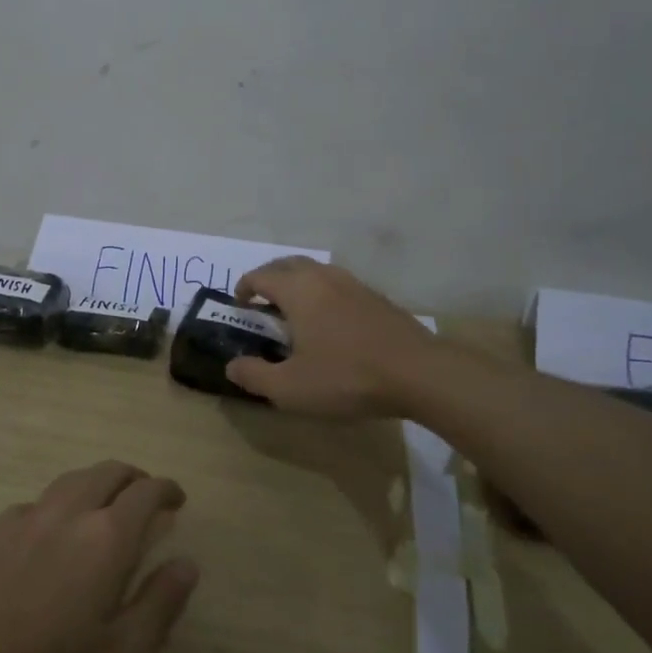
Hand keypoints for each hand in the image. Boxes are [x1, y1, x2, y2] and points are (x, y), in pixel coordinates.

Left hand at [0, 462, 198, 652]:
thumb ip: (160, 604)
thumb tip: (186, 562)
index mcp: (106, 537)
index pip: (145, 492)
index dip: (165, 489)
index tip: (177, 498)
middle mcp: (68, 513)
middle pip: (106, 473)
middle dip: (132, 478)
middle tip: (145, 495)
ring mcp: (27, 519)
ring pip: (70, 480)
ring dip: (96, 482)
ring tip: (104, 503)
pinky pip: (36, 502)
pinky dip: (58, 504)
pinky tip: (52, 530)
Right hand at [225, 257, 435, 416]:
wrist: (419, 373)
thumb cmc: (347, 377)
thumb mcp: (290, 388)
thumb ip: (254, 376)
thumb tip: (232, 365)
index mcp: (298, 290)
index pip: (260, 276)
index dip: (244, 288)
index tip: (239, 307)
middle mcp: (323, 277)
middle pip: (287, 264)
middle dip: (269, 278)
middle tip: (261, 302)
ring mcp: (353, 284)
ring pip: (315, 271)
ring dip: (296, 283)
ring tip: (293, 311)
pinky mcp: (376, 298)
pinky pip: (337, 284)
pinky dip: (321, 293)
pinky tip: (329, 322)